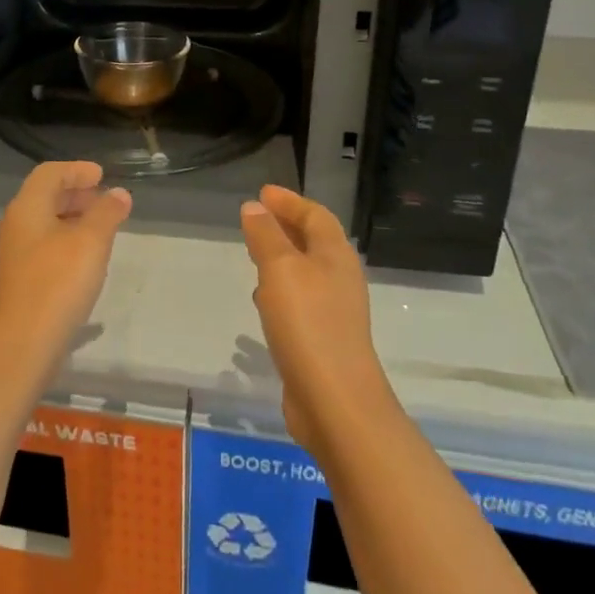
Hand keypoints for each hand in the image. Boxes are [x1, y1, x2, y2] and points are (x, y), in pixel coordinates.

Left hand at [0, 161, 131, 386]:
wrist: (16, 351)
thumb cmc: (55, 287)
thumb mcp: (90, 244)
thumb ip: (106, 214)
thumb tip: (118, 193)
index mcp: (25, 210)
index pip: (49, 174)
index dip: (76, 170)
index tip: (102, 176)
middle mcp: (11, 229)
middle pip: (43, 199)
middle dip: (75, 196)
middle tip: (104, 202)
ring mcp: (9, 260)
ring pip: (42, 228)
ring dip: (70, 223)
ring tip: (100, 234)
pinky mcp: (14, 287)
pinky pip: (40, 252)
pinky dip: (63, 246)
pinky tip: (83, 267)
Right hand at [240, 185, 396, 454]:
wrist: (335, 400)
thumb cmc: (308, 324)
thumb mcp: (280, 270)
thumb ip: (266, 236)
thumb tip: (254, 207)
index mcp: (336, 256)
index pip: (315, 216)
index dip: (290, 202)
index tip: (263, 193)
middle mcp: (340, 279)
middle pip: (314, 242)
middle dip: (287, 226)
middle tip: (257, 218)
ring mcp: (334, 311)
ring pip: (306, 272)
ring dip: (283, 258)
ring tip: (255, 254)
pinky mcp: (323, 339)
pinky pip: (300, 301)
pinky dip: (281, 290)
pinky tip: (263, 302)